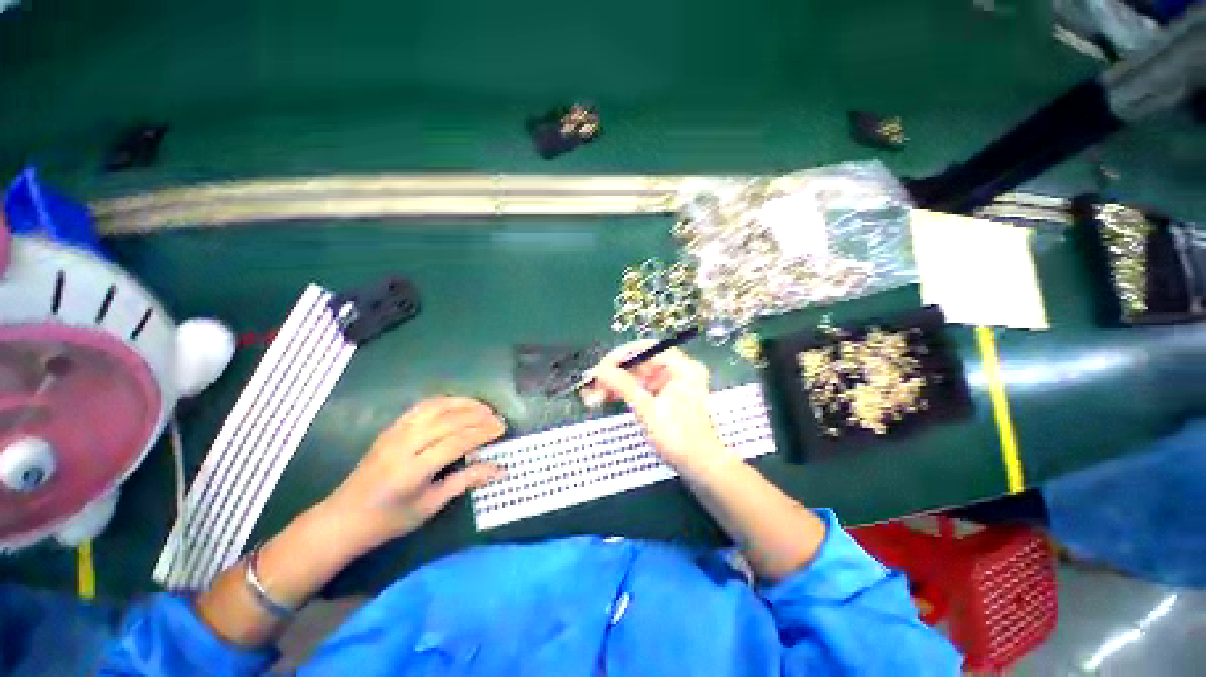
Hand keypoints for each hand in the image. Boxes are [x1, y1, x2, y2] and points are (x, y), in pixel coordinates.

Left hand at [317, 397, 505, 553]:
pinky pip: (422, 407)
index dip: (483, 433)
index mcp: (413, 471)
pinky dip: (445, 402)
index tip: (502, 429)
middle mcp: (403, 445)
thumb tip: (500, 469)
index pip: (457, 442)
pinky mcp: (391, 428)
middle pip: (449, 421)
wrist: (343, 518)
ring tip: (484, 408)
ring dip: (463, 404)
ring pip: (436, 407)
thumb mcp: (431, 506)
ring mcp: (395, 433)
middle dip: (478, 416)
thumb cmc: (389, 520)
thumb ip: (466, 481)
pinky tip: (458, 405)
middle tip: (498, 418)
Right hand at [581, 341, 731, 475]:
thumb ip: (624, 386)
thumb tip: (600, 370)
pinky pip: (639, 387)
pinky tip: (605, 397)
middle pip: (639, 362)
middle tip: (593, 385)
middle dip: (614, 373)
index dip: (621, 356)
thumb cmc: (680, 439)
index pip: (646, 349)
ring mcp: (670, 384)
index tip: (601, 368)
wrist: (700, 468)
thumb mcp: (649, 410)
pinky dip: (623, 392)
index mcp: (682, 368)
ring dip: (615, 384)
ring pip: (636, 375)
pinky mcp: (663, 396)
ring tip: (593, 395)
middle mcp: (677, 371)